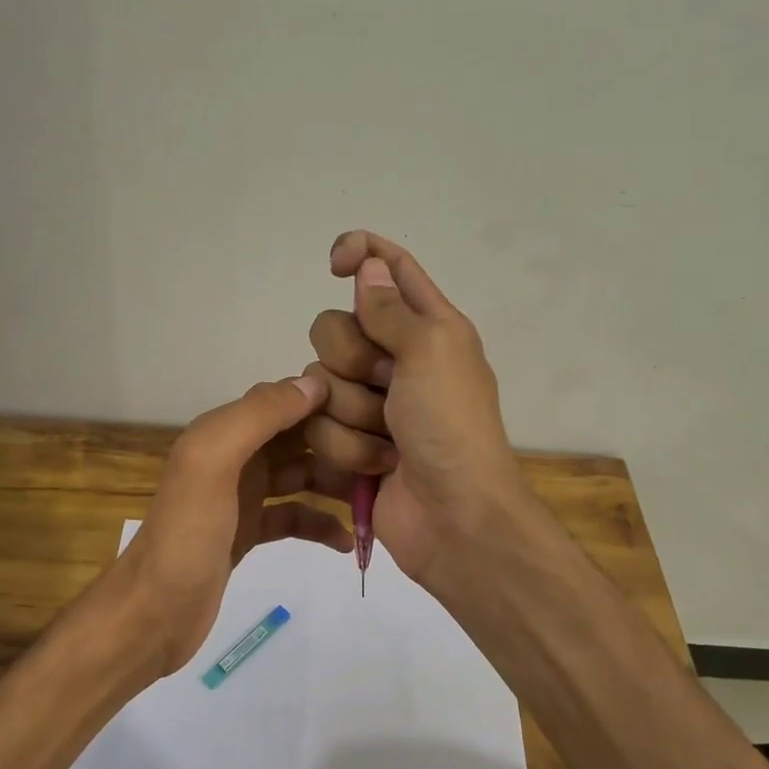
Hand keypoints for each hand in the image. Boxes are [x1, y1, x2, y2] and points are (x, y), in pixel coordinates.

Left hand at [117, 376, 354, 676]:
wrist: (152, 614)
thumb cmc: (186, 536)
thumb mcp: (213, 463)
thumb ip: (258, 417)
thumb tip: (314, 384)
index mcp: (222, 432)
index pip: (284, 399)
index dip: (327, 401)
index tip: (376, 413)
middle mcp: (233, 456)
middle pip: (298, 437)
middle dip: (340, 442)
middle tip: (388, 460)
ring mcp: (241, 496)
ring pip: (301, 476)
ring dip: (336, 483)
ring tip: (377, 498)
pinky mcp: (247, 533)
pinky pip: (293, 517)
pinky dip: (319, 524)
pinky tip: (346, 542)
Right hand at [302, 230, 537, 591]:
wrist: (453, 516)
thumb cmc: (451, 425)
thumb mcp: (431, 350)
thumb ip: (390, 307)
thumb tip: (367, 265)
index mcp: (427, 325)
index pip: (388, 267)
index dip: (359, 252)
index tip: (332, 264)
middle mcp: (394, 357)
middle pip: (334, 327)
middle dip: (352, 359)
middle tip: (386, 384)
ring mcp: (367, 402)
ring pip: (318, 381)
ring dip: (352, 414)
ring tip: (388, 441)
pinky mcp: (346, 442)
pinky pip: (316, 425)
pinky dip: (346, 448)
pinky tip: (376, 466)